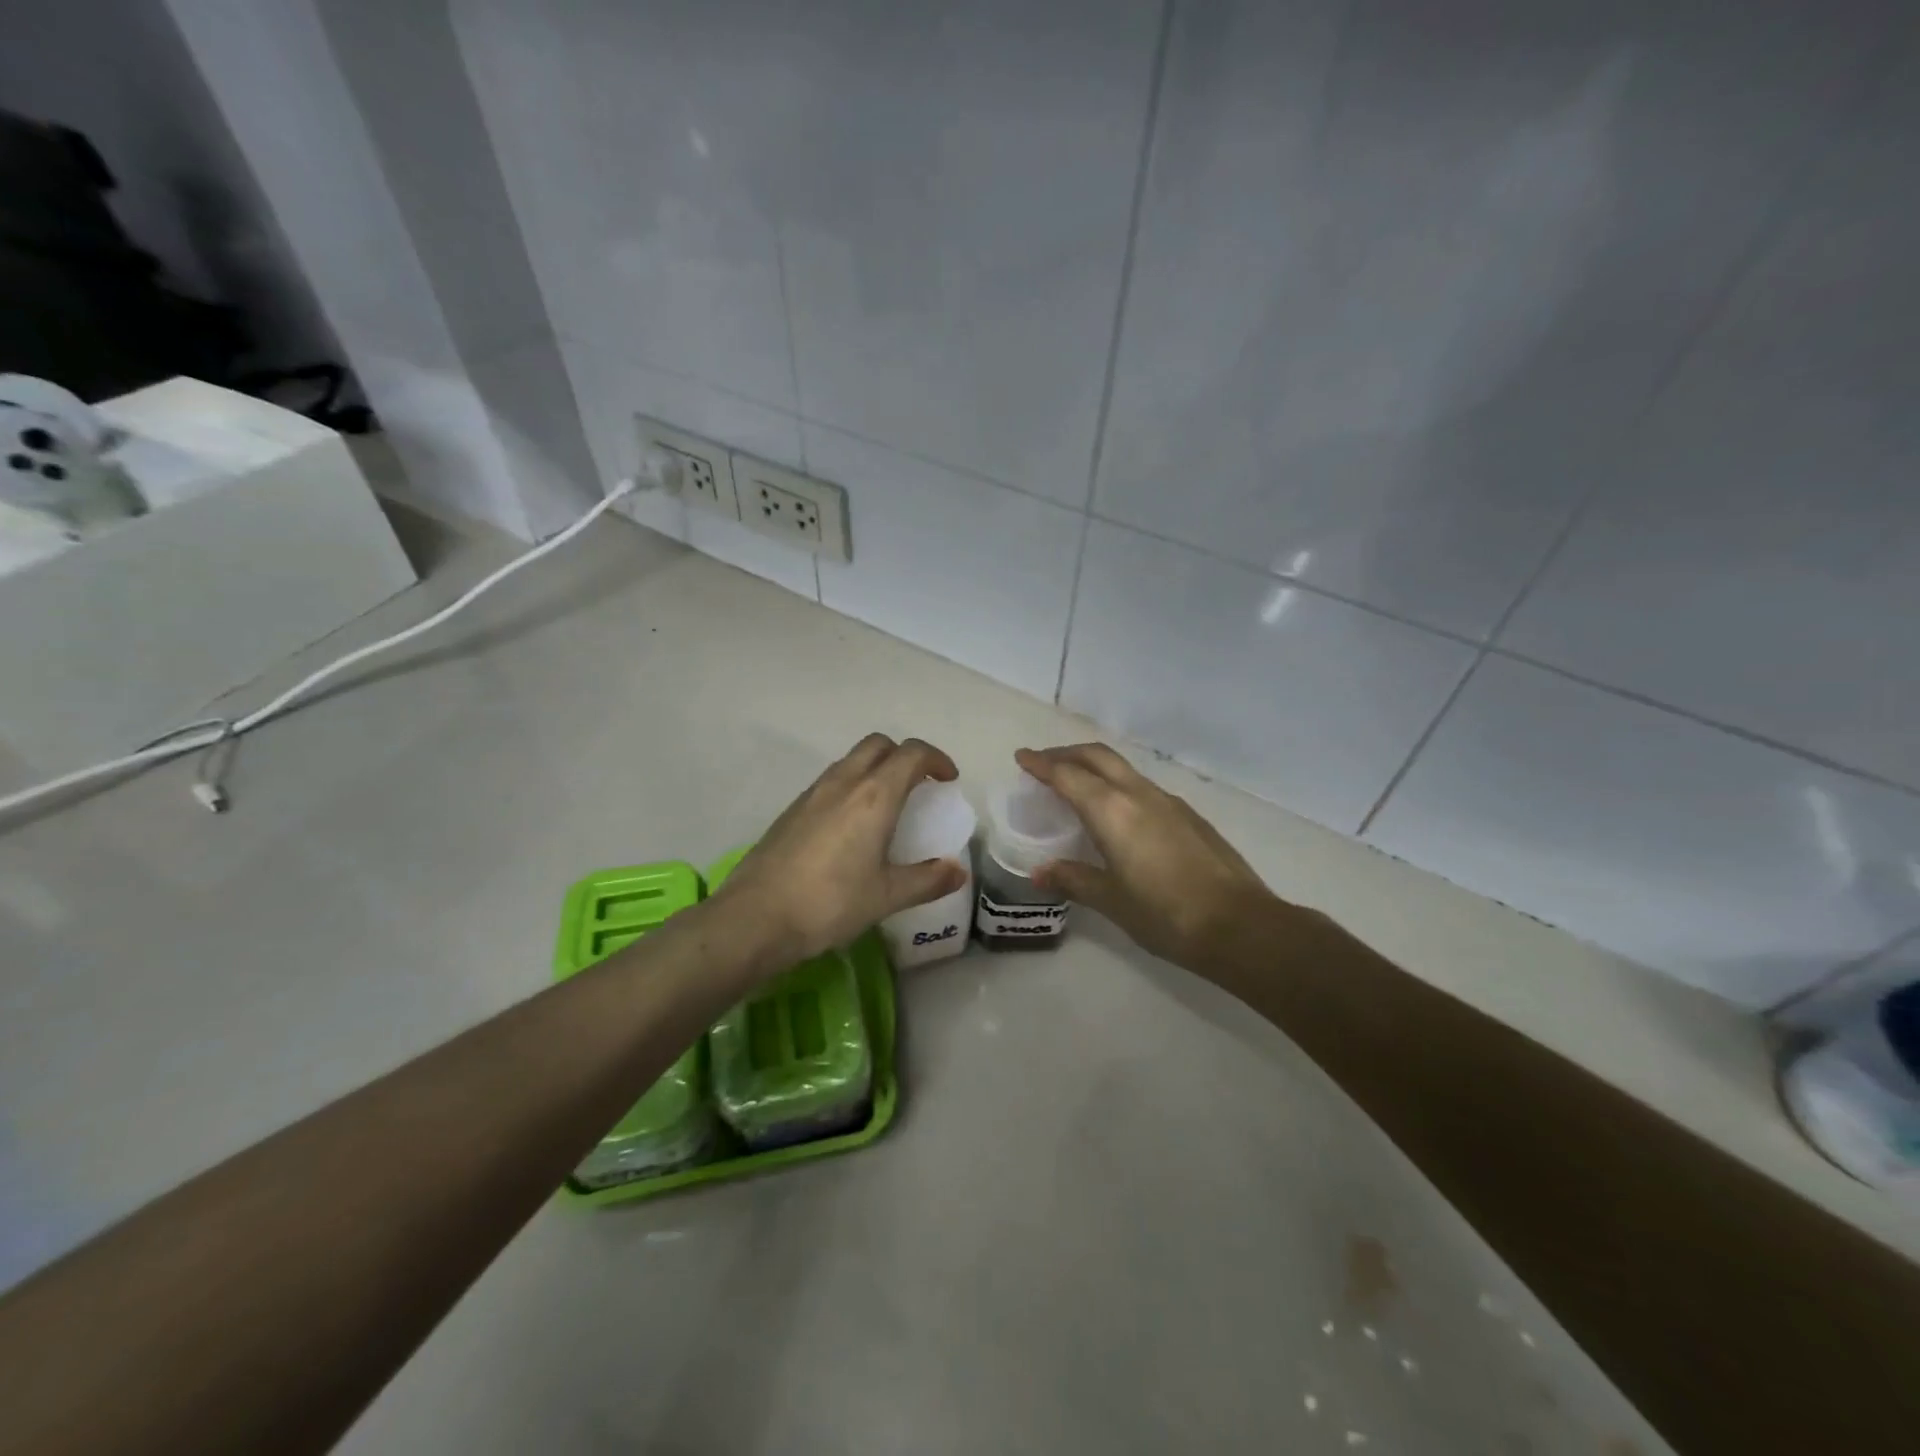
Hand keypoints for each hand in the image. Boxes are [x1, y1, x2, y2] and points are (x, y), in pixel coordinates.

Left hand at [714, 734, 968, 968]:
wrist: (755, 917)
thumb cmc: (830, 903)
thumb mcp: (887, 896)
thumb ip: (927, 879)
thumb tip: (958, 870)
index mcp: (874, 796)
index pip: (912, 754)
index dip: (936, 759)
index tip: (948, 780)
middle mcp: (844, 782)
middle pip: (879, 745)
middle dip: (904, 756)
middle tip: (919, 786)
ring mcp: (812, 793)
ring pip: (851, 760)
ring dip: (875, 769)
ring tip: (887, 805)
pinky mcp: (791, 810)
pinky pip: (830, 781)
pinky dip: (851, 787)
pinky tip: (851, 827)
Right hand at [1015, 743, 1282, 969]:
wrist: (1240, 925)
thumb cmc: (1166, 914)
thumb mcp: (1112, 901)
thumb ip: (1073, 880)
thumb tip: (1038, 873)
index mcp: (1112, 811)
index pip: (1067, 775)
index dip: (1041, 764)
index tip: (1022, 757)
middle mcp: (1139, 795)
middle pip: (1097, 757)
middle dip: (1067, 753)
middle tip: (1044, 762)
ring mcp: (1168, 802)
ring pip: (1123, 769)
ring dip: (1094, 767)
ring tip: (1077, 785)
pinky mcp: (1189, 816)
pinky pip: (1143, 787)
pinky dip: (1118, 785)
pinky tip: (1119, 813)